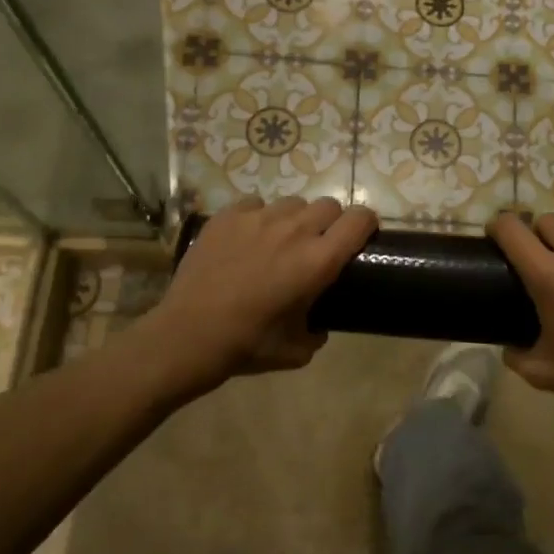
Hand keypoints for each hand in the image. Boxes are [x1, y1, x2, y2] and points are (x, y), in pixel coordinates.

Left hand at [145, 196, 377, 395]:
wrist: (187, 336)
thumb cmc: (247, 345)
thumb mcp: (297, 351)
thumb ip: (318, 331)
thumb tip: (318, 323)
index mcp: (317, 261)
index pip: (359, 219)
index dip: (366, 224)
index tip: (362, 236)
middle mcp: (294, 231)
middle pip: (328, 205)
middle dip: (330, 222)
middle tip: (317, 244)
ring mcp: (258, 218)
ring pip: (293, 202)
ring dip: (295, 219)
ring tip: (279, 241)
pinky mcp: (228, 216)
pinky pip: (255, 203)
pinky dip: (259, 217)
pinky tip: (248, 238)